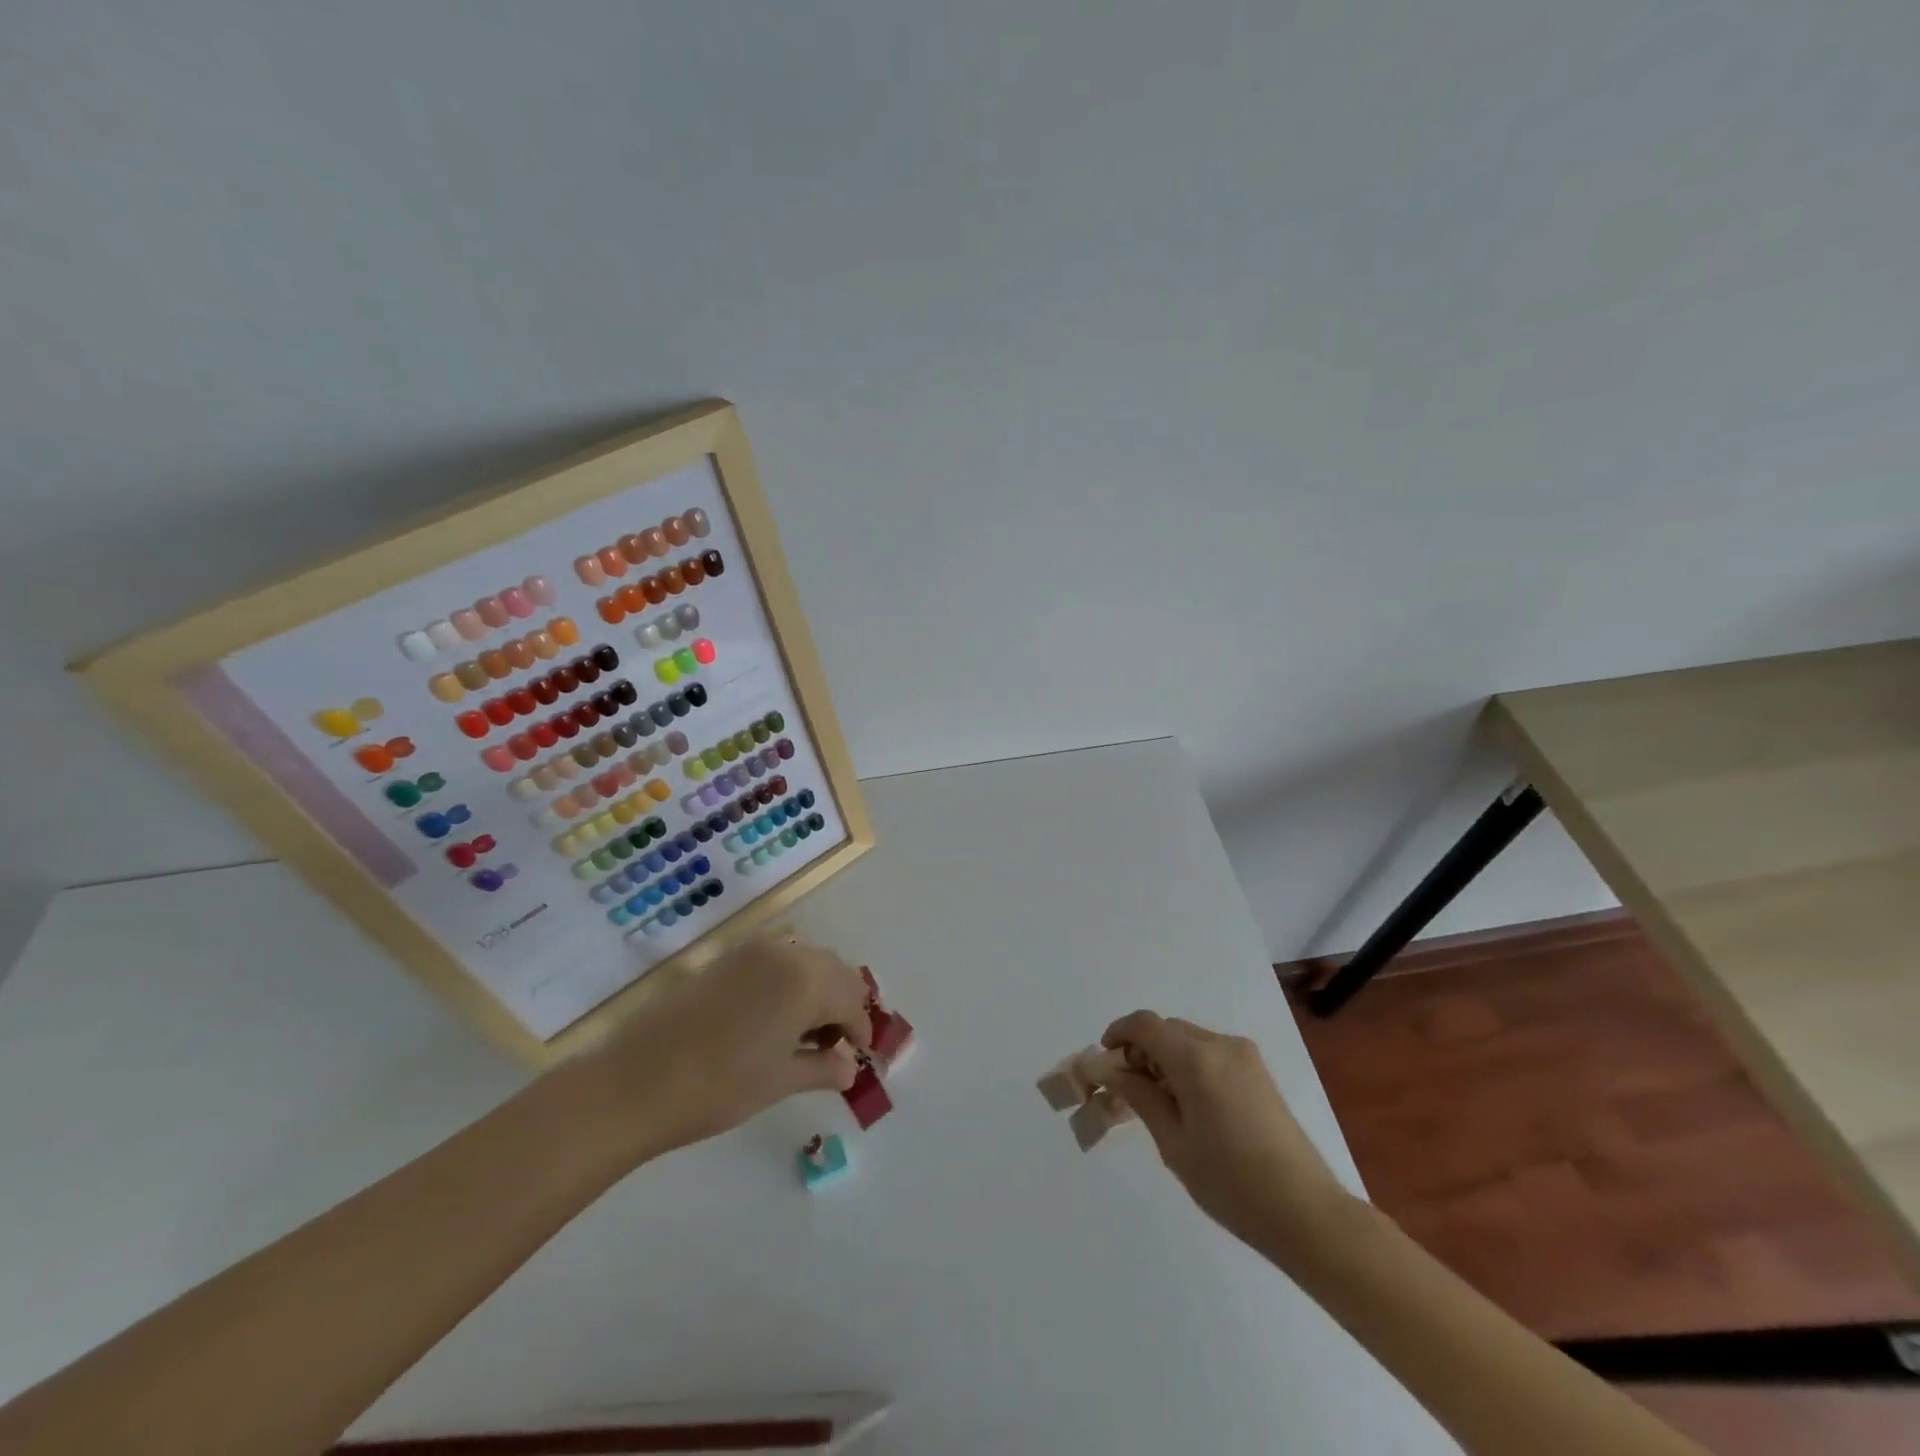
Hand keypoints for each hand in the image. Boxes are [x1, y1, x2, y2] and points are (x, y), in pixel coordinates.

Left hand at [573, 936, 872, 1161]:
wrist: (635, 1081)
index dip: (860, 1030)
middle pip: (833, 971)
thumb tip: (849, 1068)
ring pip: (805, 959)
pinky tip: (775, 1015)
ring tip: (805, 1031)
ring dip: (817, 988)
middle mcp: (786, 952)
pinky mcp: (726, 955)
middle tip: (835, 1045)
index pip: (852, 1000)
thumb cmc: (719, 1086)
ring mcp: (753, 949)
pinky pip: (776, 958)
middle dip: (842, 1004)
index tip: (860, 1057)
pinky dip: (789, 980)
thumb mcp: (780, 1081)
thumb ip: (822, 1068)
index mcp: (807, 980)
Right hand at [1103, 1011, 1359, 1266]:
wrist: (1307, 1213)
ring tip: (1158, 1101)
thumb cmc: (1232, 1184)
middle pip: (1166, 1029)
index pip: (1144, 1025)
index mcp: (1195, 1060)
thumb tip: (1111, 1070)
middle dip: (1141, 1049)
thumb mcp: (1174, 1144)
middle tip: (1127, 1089)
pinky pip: (1211, 1052)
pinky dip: (1189, 1064)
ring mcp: (1244, 1055)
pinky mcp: (1258, 1071)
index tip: (1105, 1062)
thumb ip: (1140, 1097)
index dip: (1118, 1034)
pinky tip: (1189, 1104)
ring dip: (1165, 1056)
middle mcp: (1220, 1045)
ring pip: (1188, 1038)